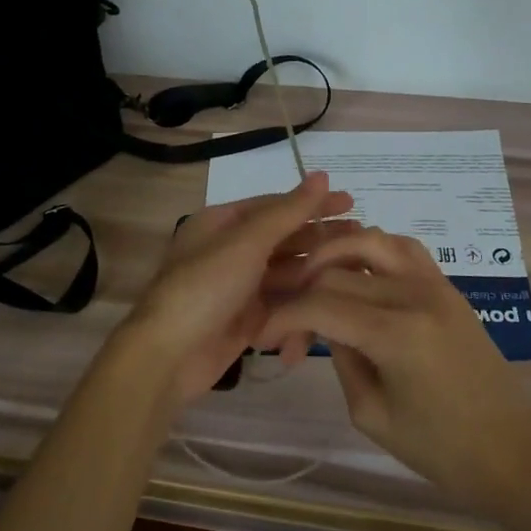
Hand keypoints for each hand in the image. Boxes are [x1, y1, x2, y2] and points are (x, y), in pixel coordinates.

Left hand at [109, 172, 355, 405]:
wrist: (169, 355)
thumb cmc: (205, 287)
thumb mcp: (247, 242)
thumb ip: (287, 212)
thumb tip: (321, 175)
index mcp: (221, 223)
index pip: (274, 206)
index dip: (312, 204)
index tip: (351, 203)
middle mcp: (229, 250)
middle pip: (282, 239)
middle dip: (319, 239)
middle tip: (361, 238)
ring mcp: (238, 287)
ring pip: (285, 273)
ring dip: (314, 272)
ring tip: (353, 271)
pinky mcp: (246, 320)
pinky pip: (280, 305)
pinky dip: (300, 305)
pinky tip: (327, 303)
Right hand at [256, 227, 530, 511]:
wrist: (513, 450)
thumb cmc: (440, 448)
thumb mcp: (371, 413)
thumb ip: (341, 359)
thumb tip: (325, 325)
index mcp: (395, 334)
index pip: (320, 304)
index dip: (283, 316)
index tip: (262, 335)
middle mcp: (414, 295)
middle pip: (336, 271)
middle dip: (302, 296)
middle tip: (290, 332)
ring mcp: (435, 284)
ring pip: (370, 240)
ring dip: (334, 253)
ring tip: (313, 279)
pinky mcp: (447, 287)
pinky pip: (404, 247)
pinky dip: (373, 248)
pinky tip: (357, 269)